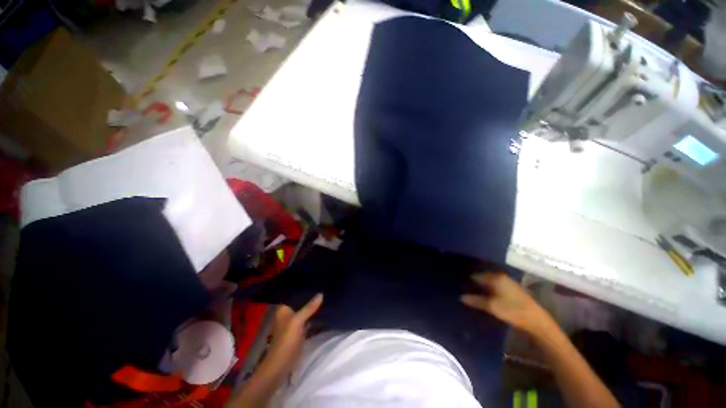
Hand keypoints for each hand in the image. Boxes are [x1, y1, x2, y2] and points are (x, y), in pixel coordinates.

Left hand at [265, 294, 323, 373]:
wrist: (281, 365)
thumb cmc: (286, 340)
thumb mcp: (297, 321)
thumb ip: (309, 307)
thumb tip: (321, 294)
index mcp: (284, 309)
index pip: (295, 294)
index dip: (304, 288)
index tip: (316, 280)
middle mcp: (289, 314)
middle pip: (301, 302)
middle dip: (311, 296)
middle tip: (325, 286)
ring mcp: (295, 323)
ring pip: (306, 311)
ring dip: (314, 306)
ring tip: (327, 294)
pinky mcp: (301, 331)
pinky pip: (309, 319)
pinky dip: (315, 315)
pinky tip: (325, 309)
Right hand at [461, 273, 553, 335]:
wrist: (536, 320)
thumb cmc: (512, 310)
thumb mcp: (491, 306)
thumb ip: (476, 300)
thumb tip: (461, 297)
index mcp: (495, 277)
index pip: (476, 275)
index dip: (468, 280)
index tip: (460, 285)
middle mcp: (501, 276)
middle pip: (483, 277)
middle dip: (474, 283)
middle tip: (464, 289)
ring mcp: (507, 282)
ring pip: (489, 282)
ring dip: (482, 287)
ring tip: (472, 294)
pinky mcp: (511, 289)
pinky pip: (495, 286)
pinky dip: (489, 290)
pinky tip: (485, 297)